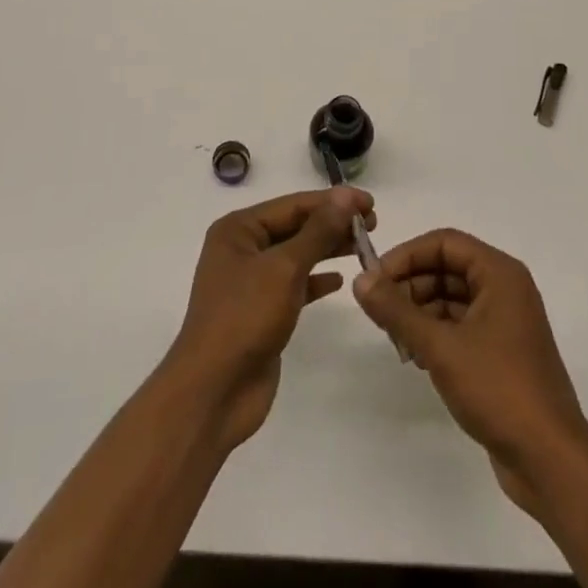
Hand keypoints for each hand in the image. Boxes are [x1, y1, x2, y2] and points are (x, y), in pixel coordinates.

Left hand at [164, 187, 374, 454]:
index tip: (369, 202)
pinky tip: (340, 280)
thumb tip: (346, 196)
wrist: (214, 392)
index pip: (292, 205)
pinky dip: (316, 280)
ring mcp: (251, 282)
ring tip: (364, 246)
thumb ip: (318, 232)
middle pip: (295, 227)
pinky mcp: (262, 311)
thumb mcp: (284, 268)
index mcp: (238, 229)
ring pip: (297, 255)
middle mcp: (242, 249)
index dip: (332, 201)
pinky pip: (294, 285)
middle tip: (373, 224)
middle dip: (332, 223)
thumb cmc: (245, 317)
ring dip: (328, 249)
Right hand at [353, 228, 587, 516]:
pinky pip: (460, 325)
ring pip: (452, 298)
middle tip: (380, 313)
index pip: (444, 243)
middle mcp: (505, 289)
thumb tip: (360, 280)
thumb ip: (397, 311)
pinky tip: (415, 356)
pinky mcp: (501, 353)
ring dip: (420, 311)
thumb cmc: (498, 389)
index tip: (375, 280)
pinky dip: (435, 333)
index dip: (407, 255)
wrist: (550, 461)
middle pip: (447, 268)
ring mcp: (505, 322)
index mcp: (500, 274)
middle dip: (411, 285)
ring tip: (395, 339)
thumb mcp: (440, 346)